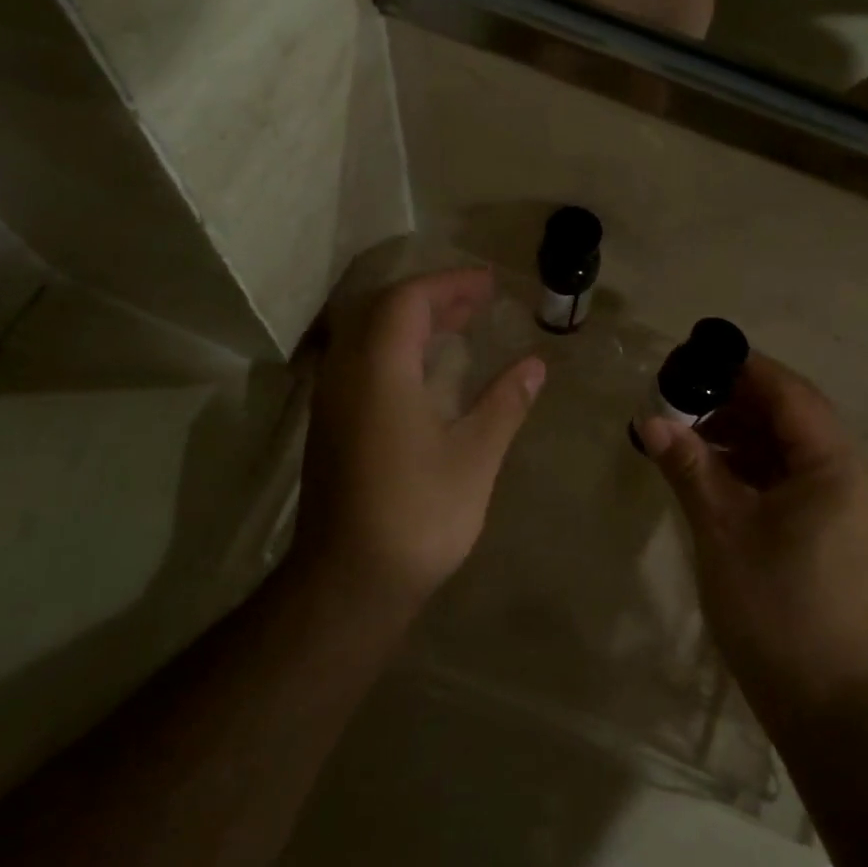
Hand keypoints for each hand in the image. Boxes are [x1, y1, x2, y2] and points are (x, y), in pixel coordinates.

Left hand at [293, 269, 544, 609]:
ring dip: (412, 323)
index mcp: (379, 371)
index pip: (408, 300)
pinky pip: (361, 363)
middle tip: (478, 301)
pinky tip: (427, 373)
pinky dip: (397, 350)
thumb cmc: (419, 515)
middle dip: (432, 298)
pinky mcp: (331, 427)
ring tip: (459, 327)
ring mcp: (332, 402)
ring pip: (367, 336)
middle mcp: (346, 375)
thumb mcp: (474, 456)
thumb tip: (535, 365)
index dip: (450, 284)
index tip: (489, 284)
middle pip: (382, 310)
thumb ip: (505, 403)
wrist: (350, 582)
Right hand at [637, 355, 867, 715]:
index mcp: (838, 467)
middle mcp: (858, 477)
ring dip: (747, 438)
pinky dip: (762, 470)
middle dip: (739, 405)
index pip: (790, 393)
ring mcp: (857, 507)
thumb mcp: (722, 529)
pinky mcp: (846, 532)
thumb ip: (689, 465)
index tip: (695, 358)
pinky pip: (802, 480)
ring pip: (797, 450)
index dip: (742, 370)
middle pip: (796, 418)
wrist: (827, 701)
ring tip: (693, 439)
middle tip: (683, 402)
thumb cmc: (773, 608)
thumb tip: (651, 420)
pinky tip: (720, 475)